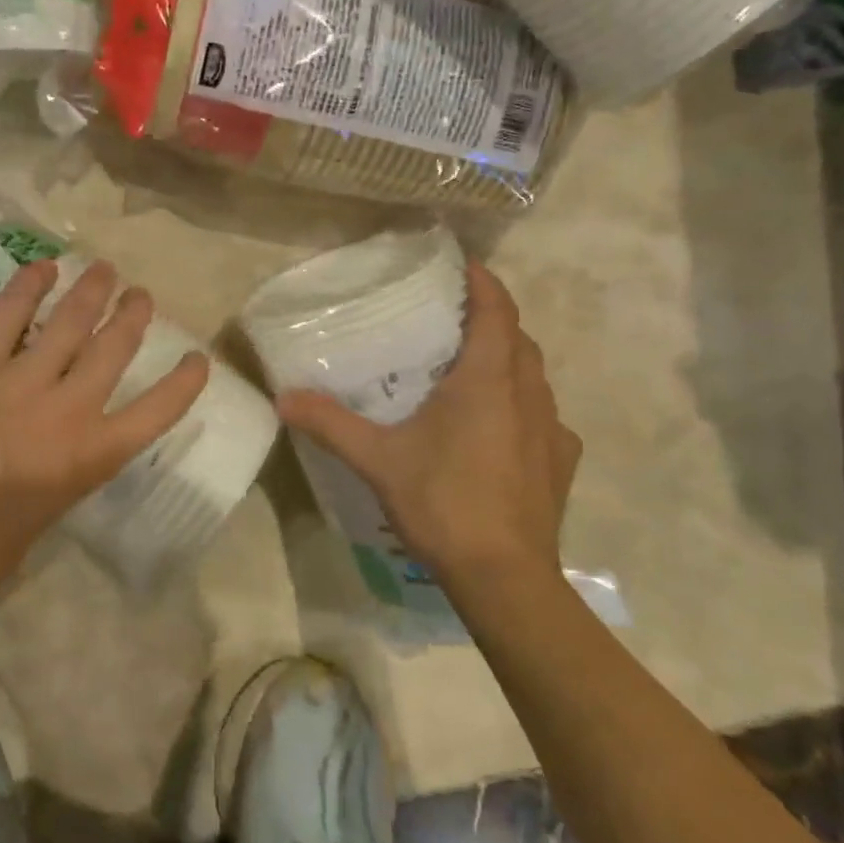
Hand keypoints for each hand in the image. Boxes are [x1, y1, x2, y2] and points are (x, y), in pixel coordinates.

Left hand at [0, 257, 209, 579]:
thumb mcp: (43, 515)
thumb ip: (59, 472)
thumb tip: (55, 449)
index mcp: (90, 458)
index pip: (156, 412)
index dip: (184, 382)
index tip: (198, 358)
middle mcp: (66, 412)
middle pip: (112, 349)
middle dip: (132, 315)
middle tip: (139, 294)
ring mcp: (19, 384)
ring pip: (68, 324)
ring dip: (91, 291)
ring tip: (104, 269)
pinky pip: (6, 318)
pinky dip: (27, 287)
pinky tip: (43, 268)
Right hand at [276, 260, 579, 590]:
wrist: (505, 578)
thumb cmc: (444, 502)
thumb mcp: (377, 459)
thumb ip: (330, 423)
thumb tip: (282, 397)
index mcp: (489, 379)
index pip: (497, 309)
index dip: (483, 281)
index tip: (463, 264)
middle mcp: (529, 393)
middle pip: (518, 338)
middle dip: (491, 319)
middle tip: (452, 317)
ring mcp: (552, 429)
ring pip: (534, 375)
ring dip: (508, 360)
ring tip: (472, 367)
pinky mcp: (561, 461)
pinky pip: (544, 416)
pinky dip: (522, 405)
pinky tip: (499, 427)